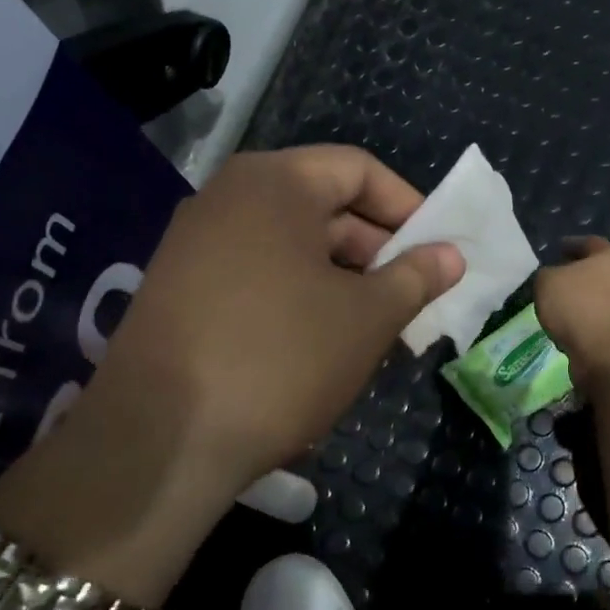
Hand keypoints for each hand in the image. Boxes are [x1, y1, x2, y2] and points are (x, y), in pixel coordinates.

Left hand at [0, 147, 462, 598]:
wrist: (159, 440)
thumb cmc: (281, 358)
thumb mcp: (367, 318)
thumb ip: (415, 277)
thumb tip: (451, 256)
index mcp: (273, 183)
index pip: (358, 169)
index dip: (408, 205)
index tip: (437, 250)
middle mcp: (227, 198)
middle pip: (321, 205)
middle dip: (376, 249)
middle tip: (413, 296)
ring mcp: (194, 244)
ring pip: (290, 246)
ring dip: (341, 279)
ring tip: (376, 328)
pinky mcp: (178, 290)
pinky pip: (256, 275)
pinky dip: (298, 297)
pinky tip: (321, 345)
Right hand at [534, 236, 609, 389]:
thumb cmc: (579, 306)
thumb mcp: (547, 282)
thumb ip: (546, 275)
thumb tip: (552, 280)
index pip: (589, 243)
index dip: (571, 244)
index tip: (557, 248)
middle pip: (595, 272)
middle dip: (574, 276)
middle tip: (551, 281)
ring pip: (595, 300)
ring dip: (576, 304)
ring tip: (553, 309)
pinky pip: (594, 324)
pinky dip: (580, 325)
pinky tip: (563, 330)